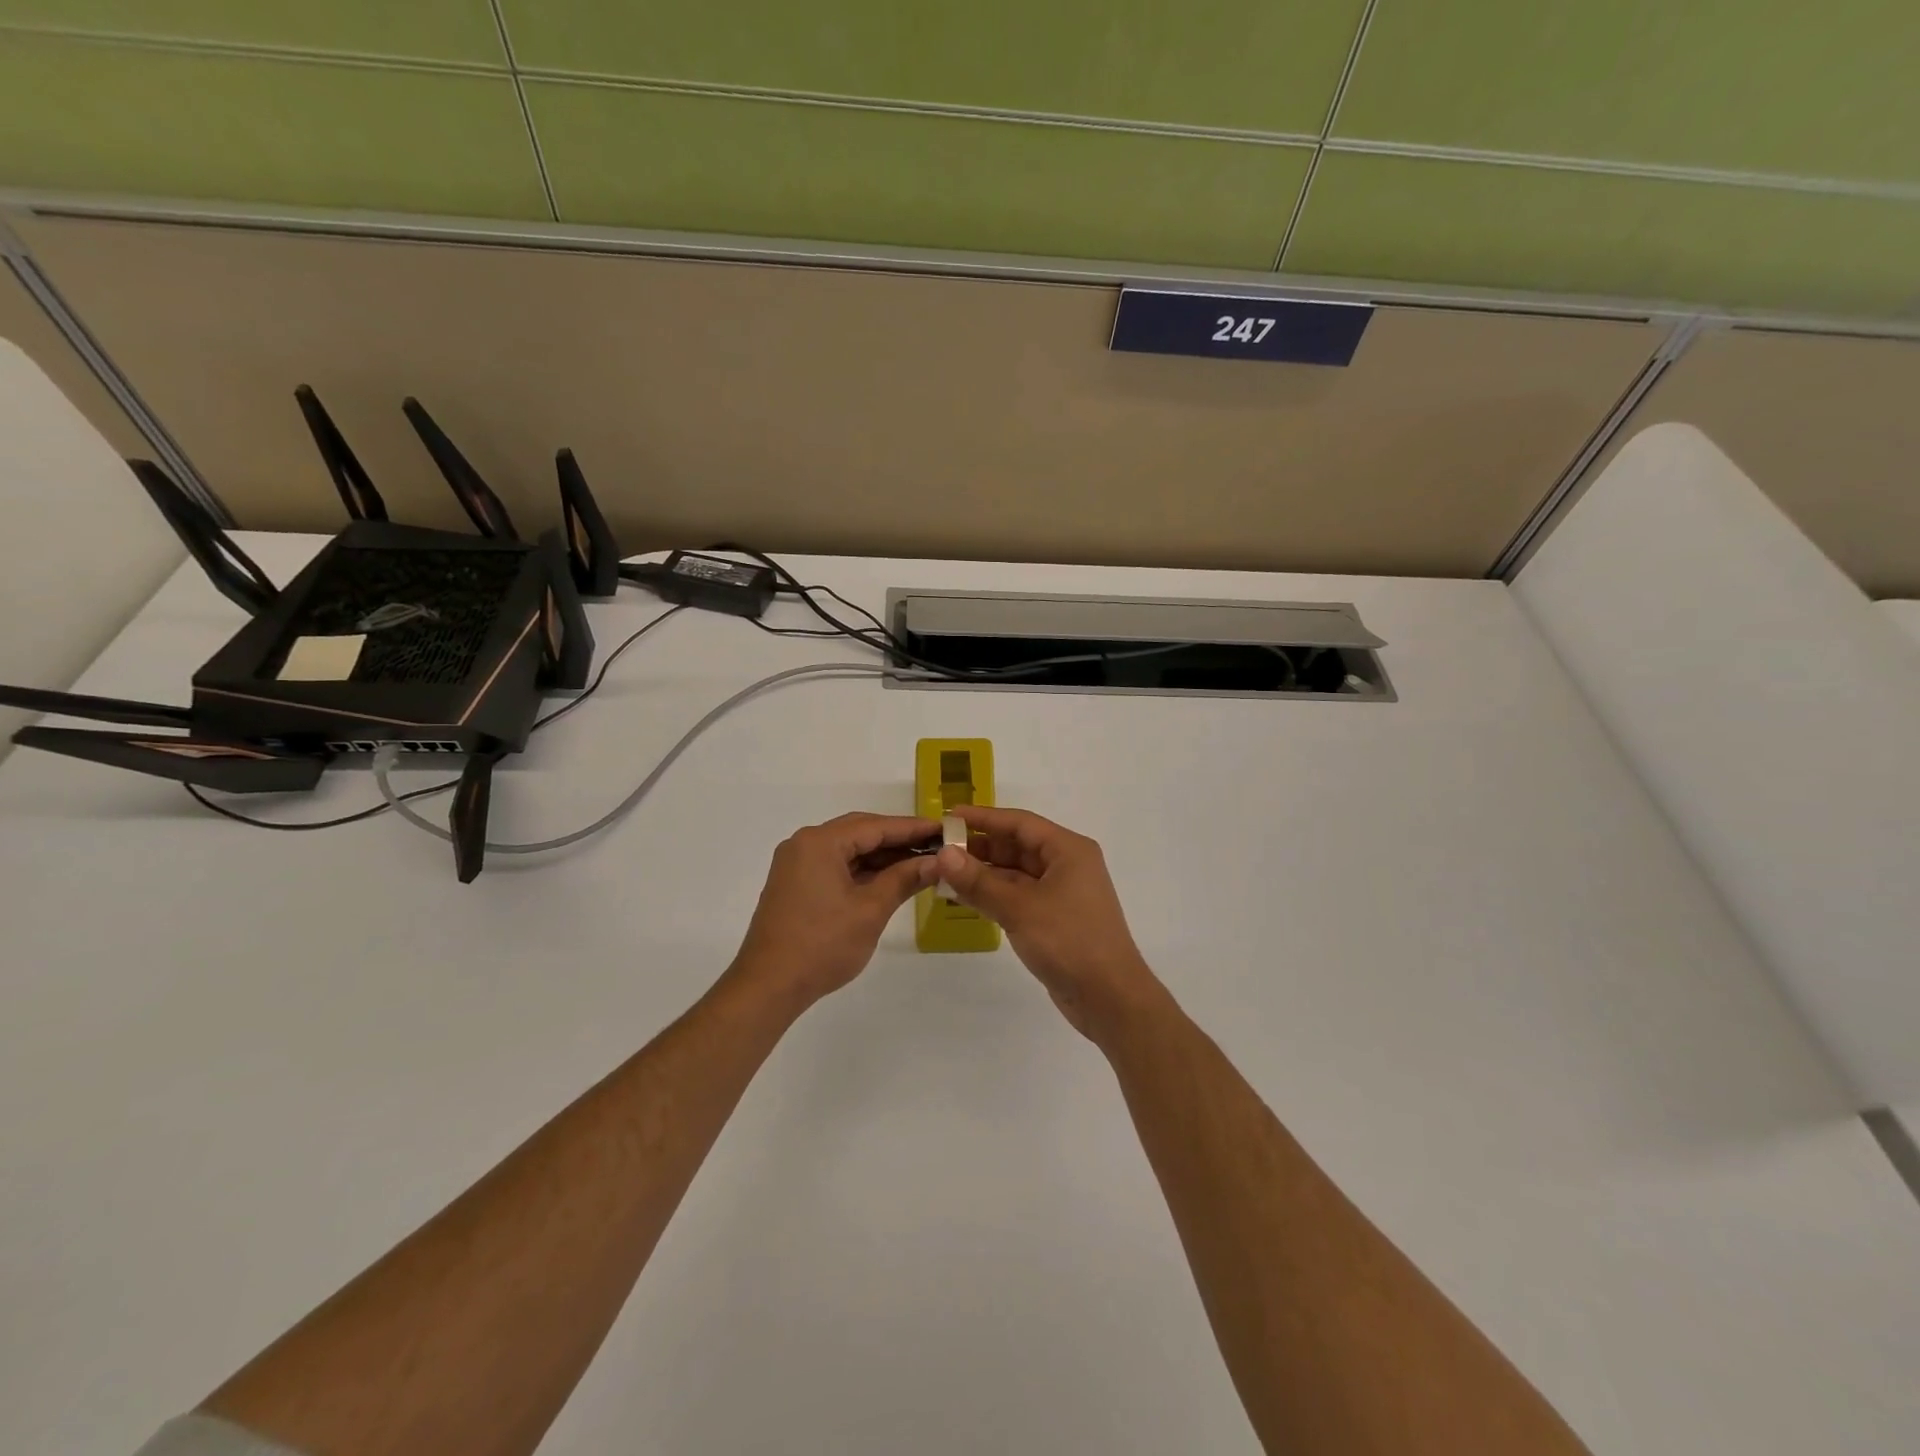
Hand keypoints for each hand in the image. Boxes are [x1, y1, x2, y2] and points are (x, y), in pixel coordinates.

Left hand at [728, 813, 939, 1010]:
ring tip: (919, 864)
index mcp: (820, 842)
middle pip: (859, 832)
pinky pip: (835, 865)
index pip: (875, 826)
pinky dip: (862, 870)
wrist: (768, 986)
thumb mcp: (871, 910)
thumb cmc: (823, 945)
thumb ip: (903, 879)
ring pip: (847, 849)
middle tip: (935, 846)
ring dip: (880, 856)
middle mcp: (804, 844)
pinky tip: (888, 880)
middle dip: (898, 840)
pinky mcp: (795, 884)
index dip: (912, 828)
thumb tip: (936, 863)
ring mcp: (796, 864)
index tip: (944, 829)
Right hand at [936, 806, 1168, 1041]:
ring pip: (1015, 873)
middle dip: (979, 847)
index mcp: (1068, 850)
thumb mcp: (1019, 908)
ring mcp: (1062, 893)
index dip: (983, 818)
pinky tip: (964, 897)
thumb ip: (979, 881)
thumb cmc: (1069, 942)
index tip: (948, 817)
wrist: (1110, 998)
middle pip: (1017, 846)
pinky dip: (993, 895)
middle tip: (939, 849)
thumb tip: (943, 854)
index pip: (1020, 823)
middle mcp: (1067, 865)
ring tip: (944, 873)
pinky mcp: (1055, 918)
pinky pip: (1018, 896)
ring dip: (983, 873)